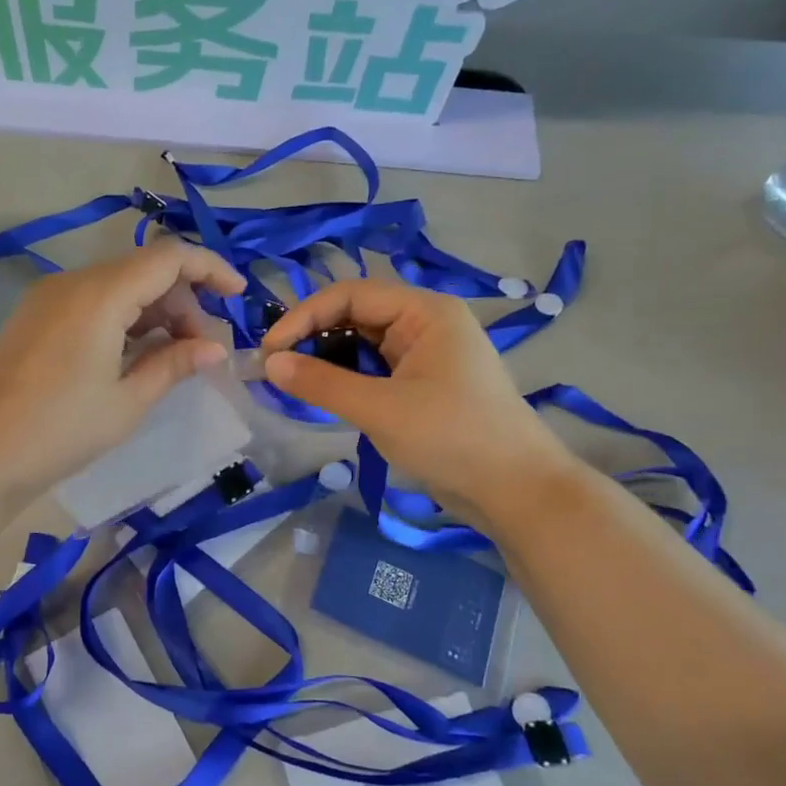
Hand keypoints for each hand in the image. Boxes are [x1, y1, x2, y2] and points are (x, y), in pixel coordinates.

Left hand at [0, 241, 246, 506]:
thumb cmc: (60, 430)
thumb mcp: (127, 401)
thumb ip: (174, 364)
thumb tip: (215, 348)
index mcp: (100, 294)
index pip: (168, 257)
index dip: (211, 269)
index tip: (240, 296)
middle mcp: (72, 283)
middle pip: (143, 270)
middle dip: (183, 300)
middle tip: (201, 350)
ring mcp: (48, 299)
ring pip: (117, 286)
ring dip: (153, 311)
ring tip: (171, 358)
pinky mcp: (34, 318)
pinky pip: (92, 302)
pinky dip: (123, 319)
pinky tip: (133, 356)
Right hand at [261, 280, 578, 530]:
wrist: (516, 490)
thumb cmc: (453, 438)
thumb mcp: (380, 409)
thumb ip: (322, 383)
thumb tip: (269, 364)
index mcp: (424, 311)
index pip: (350, 295)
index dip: (304, 317)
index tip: (269, 352)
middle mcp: (425, 323)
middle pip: (355, 315)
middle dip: (313, 337)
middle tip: (275, 368)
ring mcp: (426, 354)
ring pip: (362, 343)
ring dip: (327, 358)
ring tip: (293, 382)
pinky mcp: (423, 383)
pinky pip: (374, 368)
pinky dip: (346, 378)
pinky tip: (324, 395)